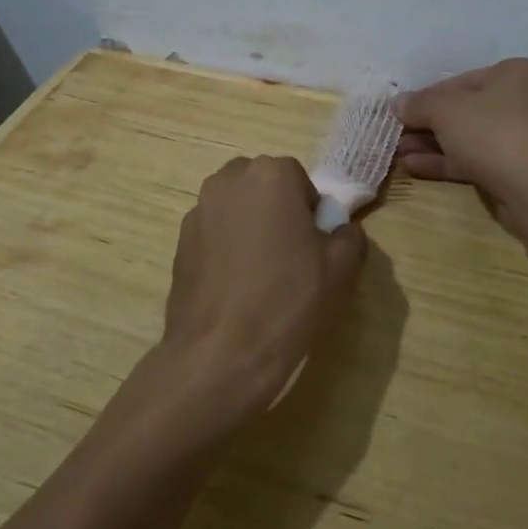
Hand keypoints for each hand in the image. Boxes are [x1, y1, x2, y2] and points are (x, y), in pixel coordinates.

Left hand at [137, 156, 365, 441]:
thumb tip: (338, 230)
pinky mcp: (179, 244)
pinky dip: (225, 249)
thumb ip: (348, 234)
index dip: (310, 211)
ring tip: (261, 273)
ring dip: (249, 226)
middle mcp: (227, 181)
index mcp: (271, 175)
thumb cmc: (289, 299)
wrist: (222, 353)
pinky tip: (236, 288)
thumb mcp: (342, 267)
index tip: (314, 245)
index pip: (299, 179)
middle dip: (276, 209)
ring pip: (234, 208)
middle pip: (261, 186)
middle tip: (290, 253)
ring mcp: (197, 212)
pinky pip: (213, 234)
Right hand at [394, 59, 527, 234]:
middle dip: (426, 125)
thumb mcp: (447, 110)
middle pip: (464, 111)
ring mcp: (523, 138)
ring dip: (431, 146)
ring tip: (397, 155)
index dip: (424, 98)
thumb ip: (419, 104)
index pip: (459, 81)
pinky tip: (414, 167)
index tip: (397, 114)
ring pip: (468, 138)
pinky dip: (446, 162)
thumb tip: (397, 103)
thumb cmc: (496, 133)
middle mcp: (523, 101)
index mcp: (514, 74)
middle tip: (394, 137)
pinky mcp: (518, 171)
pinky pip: (475, 161)